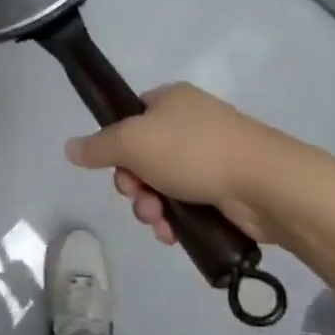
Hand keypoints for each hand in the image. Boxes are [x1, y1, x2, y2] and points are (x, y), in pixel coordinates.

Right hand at [64, 83, 334, 245]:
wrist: (264, 183)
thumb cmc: (193, 150)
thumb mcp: (133, 142)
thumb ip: (98, 146)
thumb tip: (69, 148)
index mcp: (171, 100)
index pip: (131, 117)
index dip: (116, 145)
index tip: (116, 167)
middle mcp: (190, 123)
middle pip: (143, 155)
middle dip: (134, 184)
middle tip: (137, 198)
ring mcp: (211, 156)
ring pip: (163, 184)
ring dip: (151, 206)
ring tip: (157, 222)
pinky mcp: (226, 188)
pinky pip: (188, 203)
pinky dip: (175, 219)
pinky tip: (172, 234)